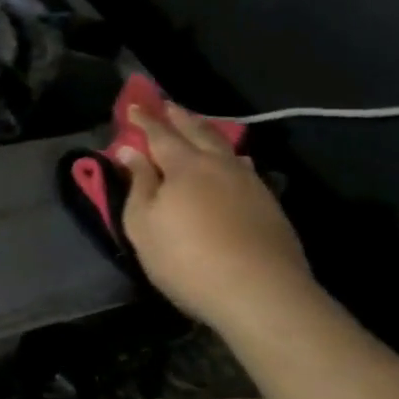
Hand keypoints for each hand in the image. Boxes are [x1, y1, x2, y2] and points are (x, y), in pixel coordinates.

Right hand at [115, 103, 316, 331]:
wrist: (260, 293)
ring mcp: (249, 183)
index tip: (133, 105)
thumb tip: (129, 151)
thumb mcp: (144, 224)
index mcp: (185, 165)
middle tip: (167, 104)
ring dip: (207, 132)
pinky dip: (231, 156)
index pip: (160, 134)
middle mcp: (219, 164)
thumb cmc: (187, 258)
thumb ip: (138, 184)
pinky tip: (235, 162)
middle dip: (180, 117)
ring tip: (199, 127)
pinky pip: (244, 166)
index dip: (144, 120)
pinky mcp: (269, 205)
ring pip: (225, 146)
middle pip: (197, 132)